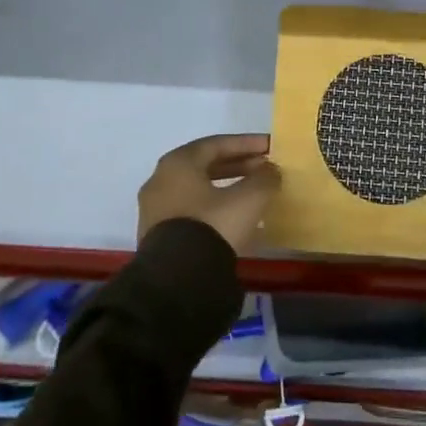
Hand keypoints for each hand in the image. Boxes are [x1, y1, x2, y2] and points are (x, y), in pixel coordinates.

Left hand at [137, 134, 280, 254]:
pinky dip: (214, 209)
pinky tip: (234, 221)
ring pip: (198, 190)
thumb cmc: (212, 226)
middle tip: (264, 169)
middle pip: (205, 166)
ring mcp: (155, 209)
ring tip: (253, 196)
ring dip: (226, 189)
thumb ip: (264, 179)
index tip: (270, 147)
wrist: (177, 281)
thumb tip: (270, 170)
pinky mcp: (157, 236)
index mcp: (178, 162)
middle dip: (238, 165)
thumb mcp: (248, 199)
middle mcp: (160, 179)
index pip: (217, 144)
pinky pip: (191, 212)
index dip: (247, 144)